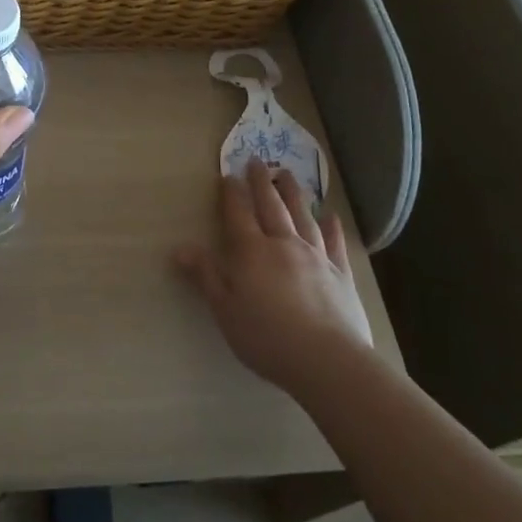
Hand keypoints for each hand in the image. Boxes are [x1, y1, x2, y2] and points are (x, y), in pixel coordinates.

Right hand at [174, 159, 371, 400]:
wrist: (328, 360)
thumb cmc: (267, 337)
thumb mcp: (225, 310)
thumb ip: (206, 276)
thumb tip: (180, 247)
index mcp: (252, 252)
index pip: (238, 214)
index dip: (232, 194)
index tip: (228, 175)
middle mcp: (284, 244)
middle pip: (271, 206)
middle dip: (262, 182)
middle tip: (257, 161)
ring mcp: (316, 257)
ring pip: (303, 216)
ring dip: (294, 193)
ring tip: (288, 175)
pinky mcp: (341, 274)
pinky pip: (335, 243)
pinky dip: (332, 227)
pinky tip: (331, 216)